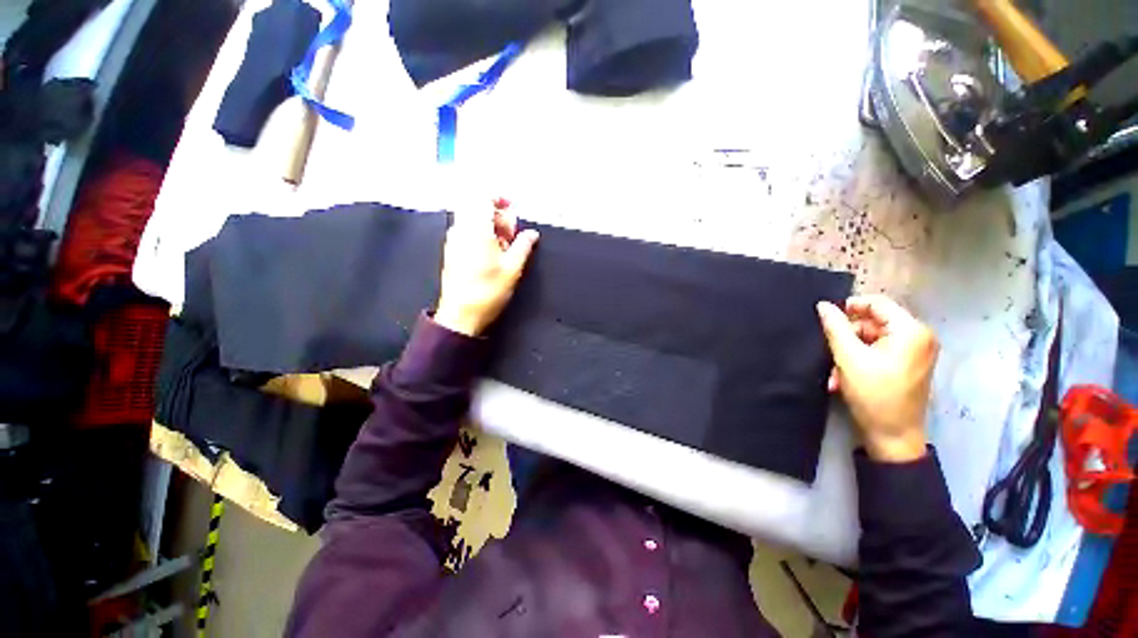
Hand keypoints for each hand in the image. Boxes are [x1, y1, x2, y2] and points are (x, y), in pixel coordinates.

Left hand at [434, 200, 538, 336]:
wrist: (461, 315)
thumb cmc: (488, 291)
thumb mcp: (513, 268)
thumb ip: (524, 246)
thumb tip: (532, 234)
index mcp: (476, 229)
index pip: (482, 198)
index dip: (499, 199)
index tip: (512, 208)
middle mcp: (461, 230)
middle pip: (477, 208)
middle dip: (497, 216)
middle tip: (512, 234)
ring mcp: (453, 241)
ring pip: (471, 221)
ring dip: (489, 227)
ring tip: (504, 247)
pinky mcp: (451, 252)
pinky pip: (466, 233)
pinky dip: (480, 236)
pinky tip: (491, 254)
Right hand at [816, 295, 937, 462]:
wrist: (893, 436)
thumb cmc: (874, 394)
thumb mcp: (848, 358)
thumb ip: (835, 328)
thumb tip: (823, 305)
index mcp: (911, 331)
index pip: (877, 303)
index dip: (849, 307)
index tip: (825, 319)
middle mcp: (919, 337)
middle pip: (873, 322)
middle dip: (847, 338)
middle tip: (828, 353)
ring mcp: (915, 353)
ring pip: (872, 340)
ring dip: (849, 353)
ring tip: (835, 373)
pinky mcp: (908, 365)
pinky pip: (879, 352)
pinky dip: (859, 361)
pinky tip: (844, 377)